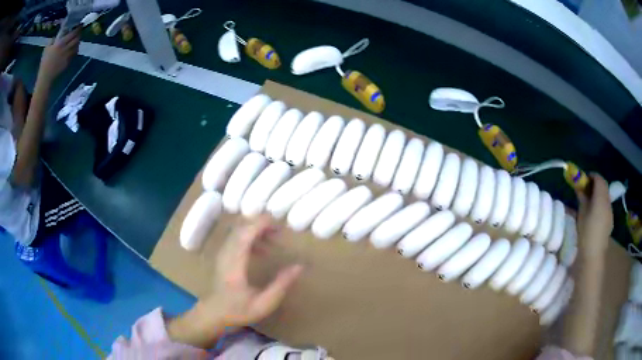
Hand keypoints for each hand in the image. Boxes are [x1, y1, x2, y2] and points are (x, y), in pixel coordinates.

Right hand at [38, 28, 80, 83]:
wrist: (45, 77)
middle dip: (79, 34)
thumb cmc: (44, 62)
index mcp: (60, 43)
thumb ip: (53, 39)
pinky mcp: (67, 63)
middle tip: (79, 32)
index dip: (78, 28)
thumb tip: (59, 33)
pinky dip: (75, 50)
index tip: (80, 25)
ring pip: (77, 46)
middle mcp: (65, 49)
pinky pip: (74, 54)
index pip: (73, 33)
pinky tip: (73, 49)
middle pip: (77, 39)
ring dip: (78, 42)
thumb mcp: (47, 48)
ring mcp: (67, 56)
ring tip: (76, 40)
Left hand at [167, 216, 303, 347]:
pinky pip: (237, 238)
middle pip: (242, 228)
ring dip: (257, 231)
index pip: (245, 235)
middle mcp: (227, 254)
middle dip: (262, 225)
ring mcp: (223, 253)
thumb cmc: (239, 310)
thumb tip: (299, 267)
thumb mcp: (264, 303)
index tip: (279, 225)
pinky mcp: (224, 255)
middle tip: (281, 232)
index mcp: (235, 264)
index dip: (261, 225)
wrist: (215, 313)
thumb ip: (281, 285)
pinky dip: (251, 238)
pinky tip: (263, 251)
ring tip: (275, 240)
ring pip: (239, 231)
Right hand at [575, 173, 612, 254]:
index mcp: (601, 197)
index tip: (584, 178)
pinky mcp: (610, 221)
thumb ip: (582, 197)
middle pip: (604, 186)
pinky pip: (606, 206)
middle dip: (596, 184)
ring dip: (599, 194)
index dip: (592, 176)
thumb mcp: (581, 213)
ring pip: (606, 196)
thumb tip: (579, 186)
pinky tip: (595, 213)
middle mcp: (608, 202)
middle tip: (586, 188)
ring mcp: (610, 212)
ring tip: (590, 201)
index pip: (599, 179)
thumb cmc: (586, 232)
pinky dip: (601, 203)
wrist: (593, 255)